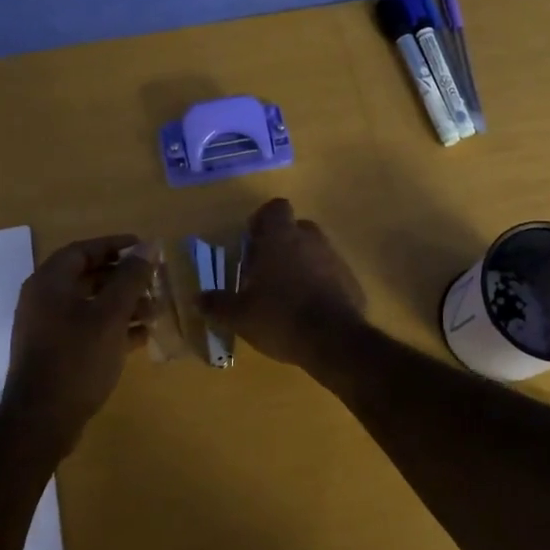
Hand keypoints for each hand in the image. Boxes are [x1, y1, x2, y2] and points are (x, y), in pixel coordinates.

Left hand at [2, 235, 155, 453]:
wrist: (41, 421)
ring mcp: (48, 328)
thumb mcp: (110, 315)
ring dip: (123, 304)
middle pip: (87, 277)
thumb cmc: (76, 359)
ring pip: (90, 305)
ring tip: (155, 311)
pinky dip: (113, 327)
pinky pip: (87, 329)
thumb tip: (149, 246)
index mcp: (49, 283)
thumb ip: (130, 278)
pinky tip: (141, 337)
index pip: (82, 250)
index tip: (144, 247)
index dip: (114, 245)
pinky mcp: (55, 353)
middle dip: (124, 278)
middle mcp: (44, 300)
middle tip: (154, 280)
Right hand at [200, 199, 367, 367]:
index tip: (251, 242)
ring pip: (314, 250)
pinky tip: (309, 309)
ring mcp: (335, 259)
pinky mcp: (351, 280)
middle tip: (264, 270)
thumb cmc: (280, 317)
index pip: (275, 208)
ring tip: (285, 293)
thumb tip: (197, 299)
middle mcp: (310, 239)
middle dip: (281, 243)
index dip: (262, 220)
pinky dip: (320, 283)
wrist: (334, 341)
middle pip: (295, 228)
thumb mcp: (240, 316)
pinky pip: (331, 273)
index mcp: (281, 237)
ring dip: (300, 263)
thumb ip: (218, 304)